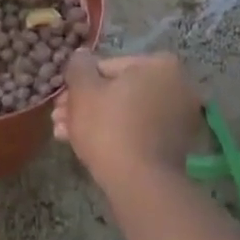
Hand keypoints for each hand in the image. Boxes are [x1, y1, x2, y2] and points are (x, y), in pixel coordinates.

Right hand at [52, 50, 202, 185]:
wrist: (139, 183)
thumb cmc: (109, 126)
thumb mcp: (82, 89)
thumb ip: (78, 66)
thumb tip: (81, 56)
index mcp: (160, 65)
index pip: (108, 66)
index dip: (80, 83)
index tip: (61, 100)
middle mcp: (177, 87)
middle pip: (119, 91)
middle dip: (86, 104)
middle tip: (59, 119)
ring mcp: (179, 118)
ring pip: (126, 112)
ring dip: (95, 120)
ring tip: (64, 135)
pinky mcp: (176, 146)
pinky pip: (139, 131)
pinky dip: (116, 135)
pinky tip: (86, 147)